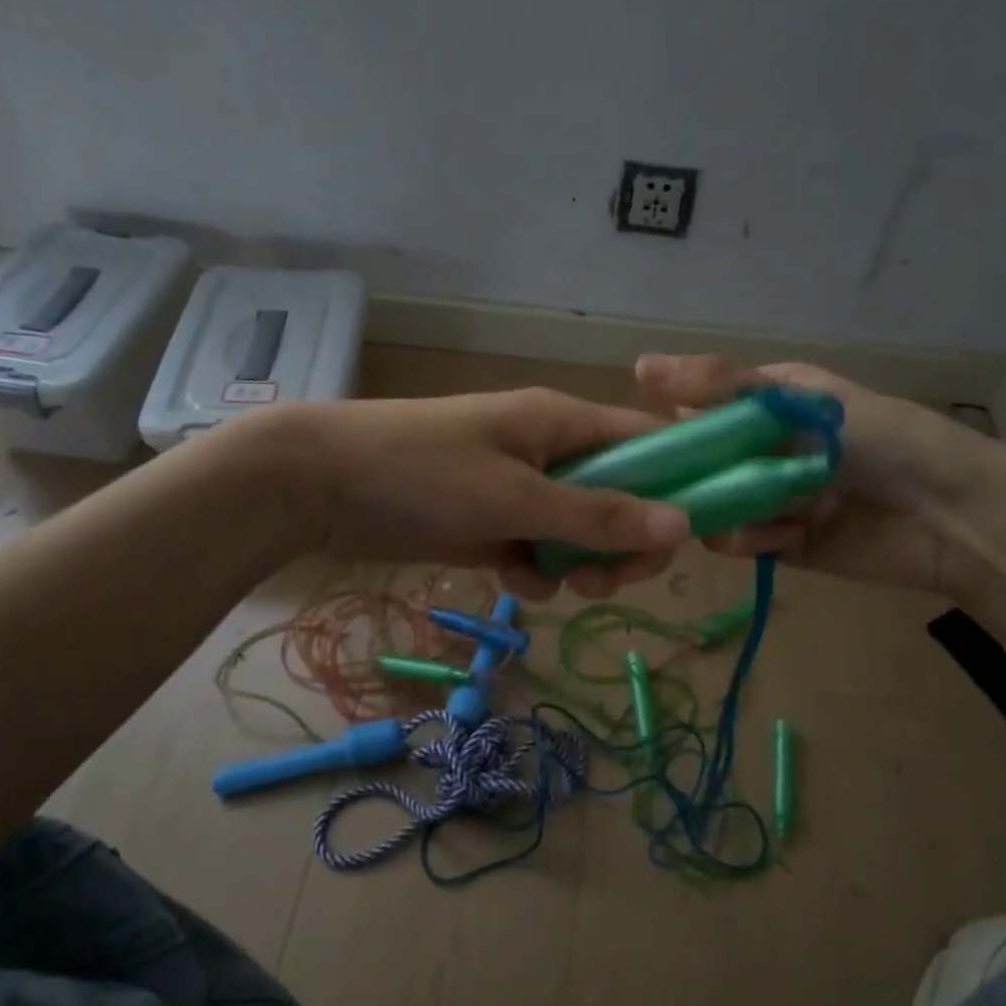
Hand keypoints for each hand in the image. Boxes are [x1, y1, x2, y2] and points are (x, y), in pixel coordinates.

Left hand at [259, 388, 691, 598]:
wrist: (319, 484)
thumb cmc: (423, 474)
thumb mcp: (516, 498)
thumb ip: (599, 515)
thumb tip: (686, 525)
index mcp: (564, 422)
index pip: (648, 443)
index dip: (676, 486)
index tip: (681, 542)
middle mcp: (549, 450)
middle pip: (619, 497)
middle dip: (621, 544)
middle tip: (605, 581)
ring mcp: (518, 486)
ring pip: (578, 530)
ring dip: (578, 563)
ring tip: (554, 583)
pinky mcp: (489, 520)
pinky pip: (536, 547)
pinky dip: (533, 569)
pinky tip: (511, 581)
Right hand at [633, 354, 1002, 597]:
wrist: (954, 514)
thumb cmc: (882, 439)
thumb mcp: (800, 401)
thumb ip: (725, 386)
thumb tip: (639, 365)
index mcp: (769, 403)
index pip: (700, 406)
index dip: (669, 421)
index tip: (635, 440)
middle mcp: (766, 448)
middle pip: (704, 461)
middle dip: (684, 474)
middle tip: (656, 489)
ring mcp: (774, 498)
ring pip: (717, 504)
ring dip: (712, 510)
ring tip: (712, 515)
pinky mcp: (786, 544)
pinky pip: (747, 541)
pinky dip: (744, 540)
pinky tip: (757, 537)